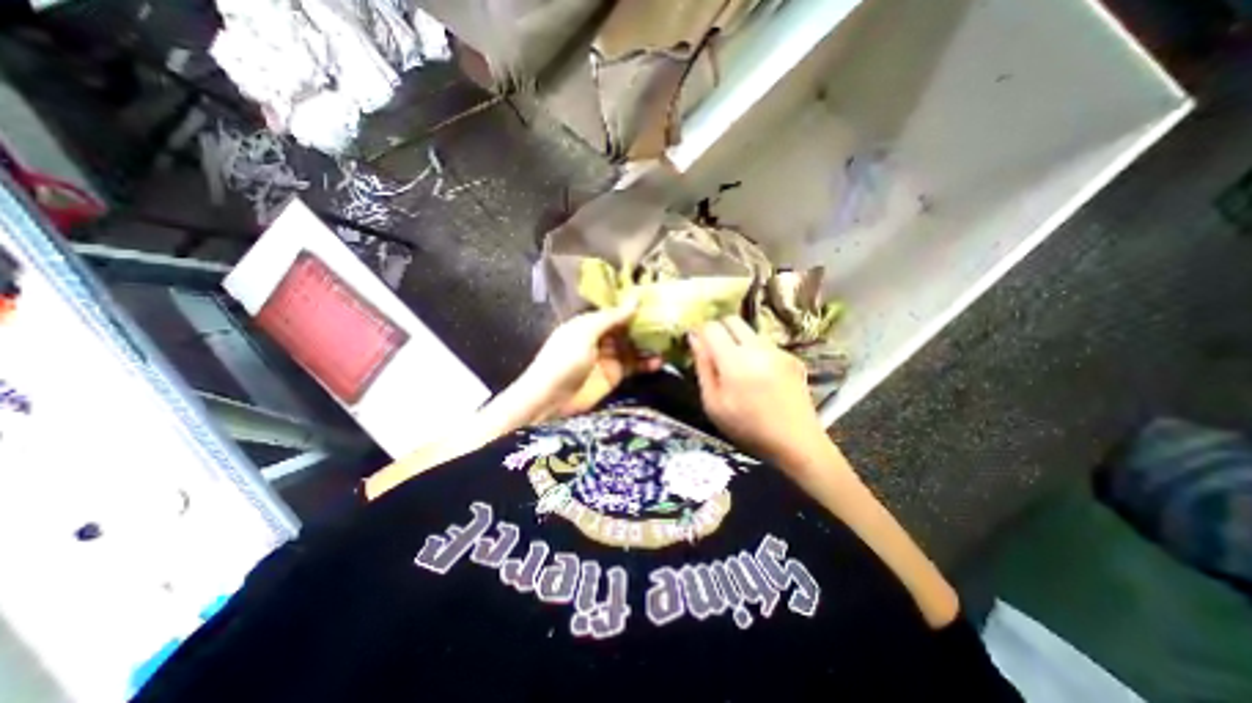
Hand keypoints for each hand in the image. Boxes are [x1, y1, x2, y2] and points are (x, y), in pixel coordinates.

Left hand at [514, 300, 663, 416]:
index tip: (658, 300)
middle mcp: (601, 337)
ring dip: (649, 345)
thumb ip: (612, 318)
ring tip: (670, 341)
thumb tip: (635, 300)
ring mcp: (609, 357)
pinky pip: (634, 366)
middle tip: (670, 321)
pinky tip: (659, 361)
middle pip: (628, 328)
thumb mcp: (585, 333)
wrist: (550, 399)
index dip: (634, 307)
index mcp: (590, 322)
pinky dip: (646, 364)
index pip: (617, 311)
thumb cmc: (564, 360)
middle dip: (646, 325)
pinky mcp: (615, 375)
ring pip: (634, 346)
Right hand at [690, 320, 828, 465]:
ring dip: (737, 340)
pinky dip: (755, 351)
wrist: (796, 442)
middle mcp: (757, 348)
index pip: (712, 327)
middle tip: (714, 350)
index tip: (697, 344)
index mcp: (734, 361)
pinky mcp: (791, 357)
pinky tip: (758, 375)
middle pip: (733, 320)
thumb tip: (694, 339)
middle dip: (719, 329)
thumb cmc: (747, 428)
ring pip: (749, 331)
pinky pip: (765, 344)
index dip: (700, 332)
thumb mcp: (713, 403)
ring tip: (737, 367)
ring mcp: (777, 351)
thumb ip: (702, 367)